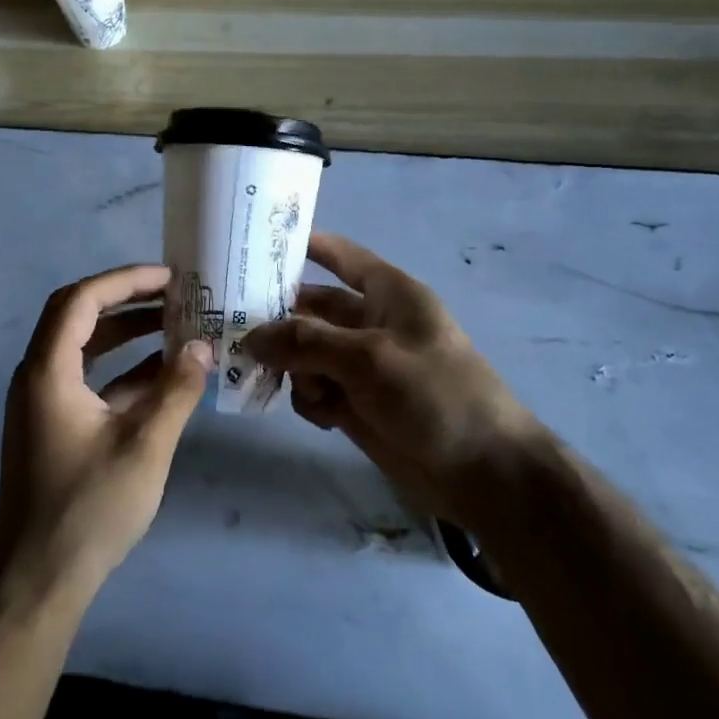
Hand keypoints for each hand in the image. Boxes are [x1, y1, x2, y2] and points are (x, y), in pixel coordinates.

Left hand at [0, 264, 212, 603]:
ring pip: (84, 348)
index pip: (81, 300)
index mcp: (48, 371)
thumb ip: (176, 391)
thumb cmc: (89, 509)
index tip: (170, 277)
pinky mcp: (55, 426)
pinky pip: (89, 379)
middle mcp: (38, 376)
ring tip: (175, 323)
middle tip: (175, 293)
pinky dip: (123, 369)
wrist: (39, 580)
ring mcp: (44, 403)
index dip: (125, 280)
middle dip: (127, 299)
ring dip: (126, 332)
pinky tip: (164, 374)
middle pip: (78, 316)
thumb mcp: (145, 446)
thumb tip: (203, 345)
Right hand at [243, 233, 545, 533]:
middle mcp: (371, 323)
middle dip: (280, 320)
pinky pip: (315, 390)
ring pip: (306, 353)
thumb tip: (252, 337)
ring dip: (295, 367)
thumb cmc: (436, 395)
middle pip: (312, 309)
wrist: (483, 473)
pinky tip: (323, 416)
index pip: (341, 257)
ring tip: (300, 387)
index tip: (257, 245)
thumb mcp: (369, 358)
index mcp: (388, 294)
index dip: (305, 246)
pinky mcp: (356, 404)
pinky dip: (311, 399)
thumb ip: (306, 342)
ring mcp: (362, 366)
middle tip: (235, 330)